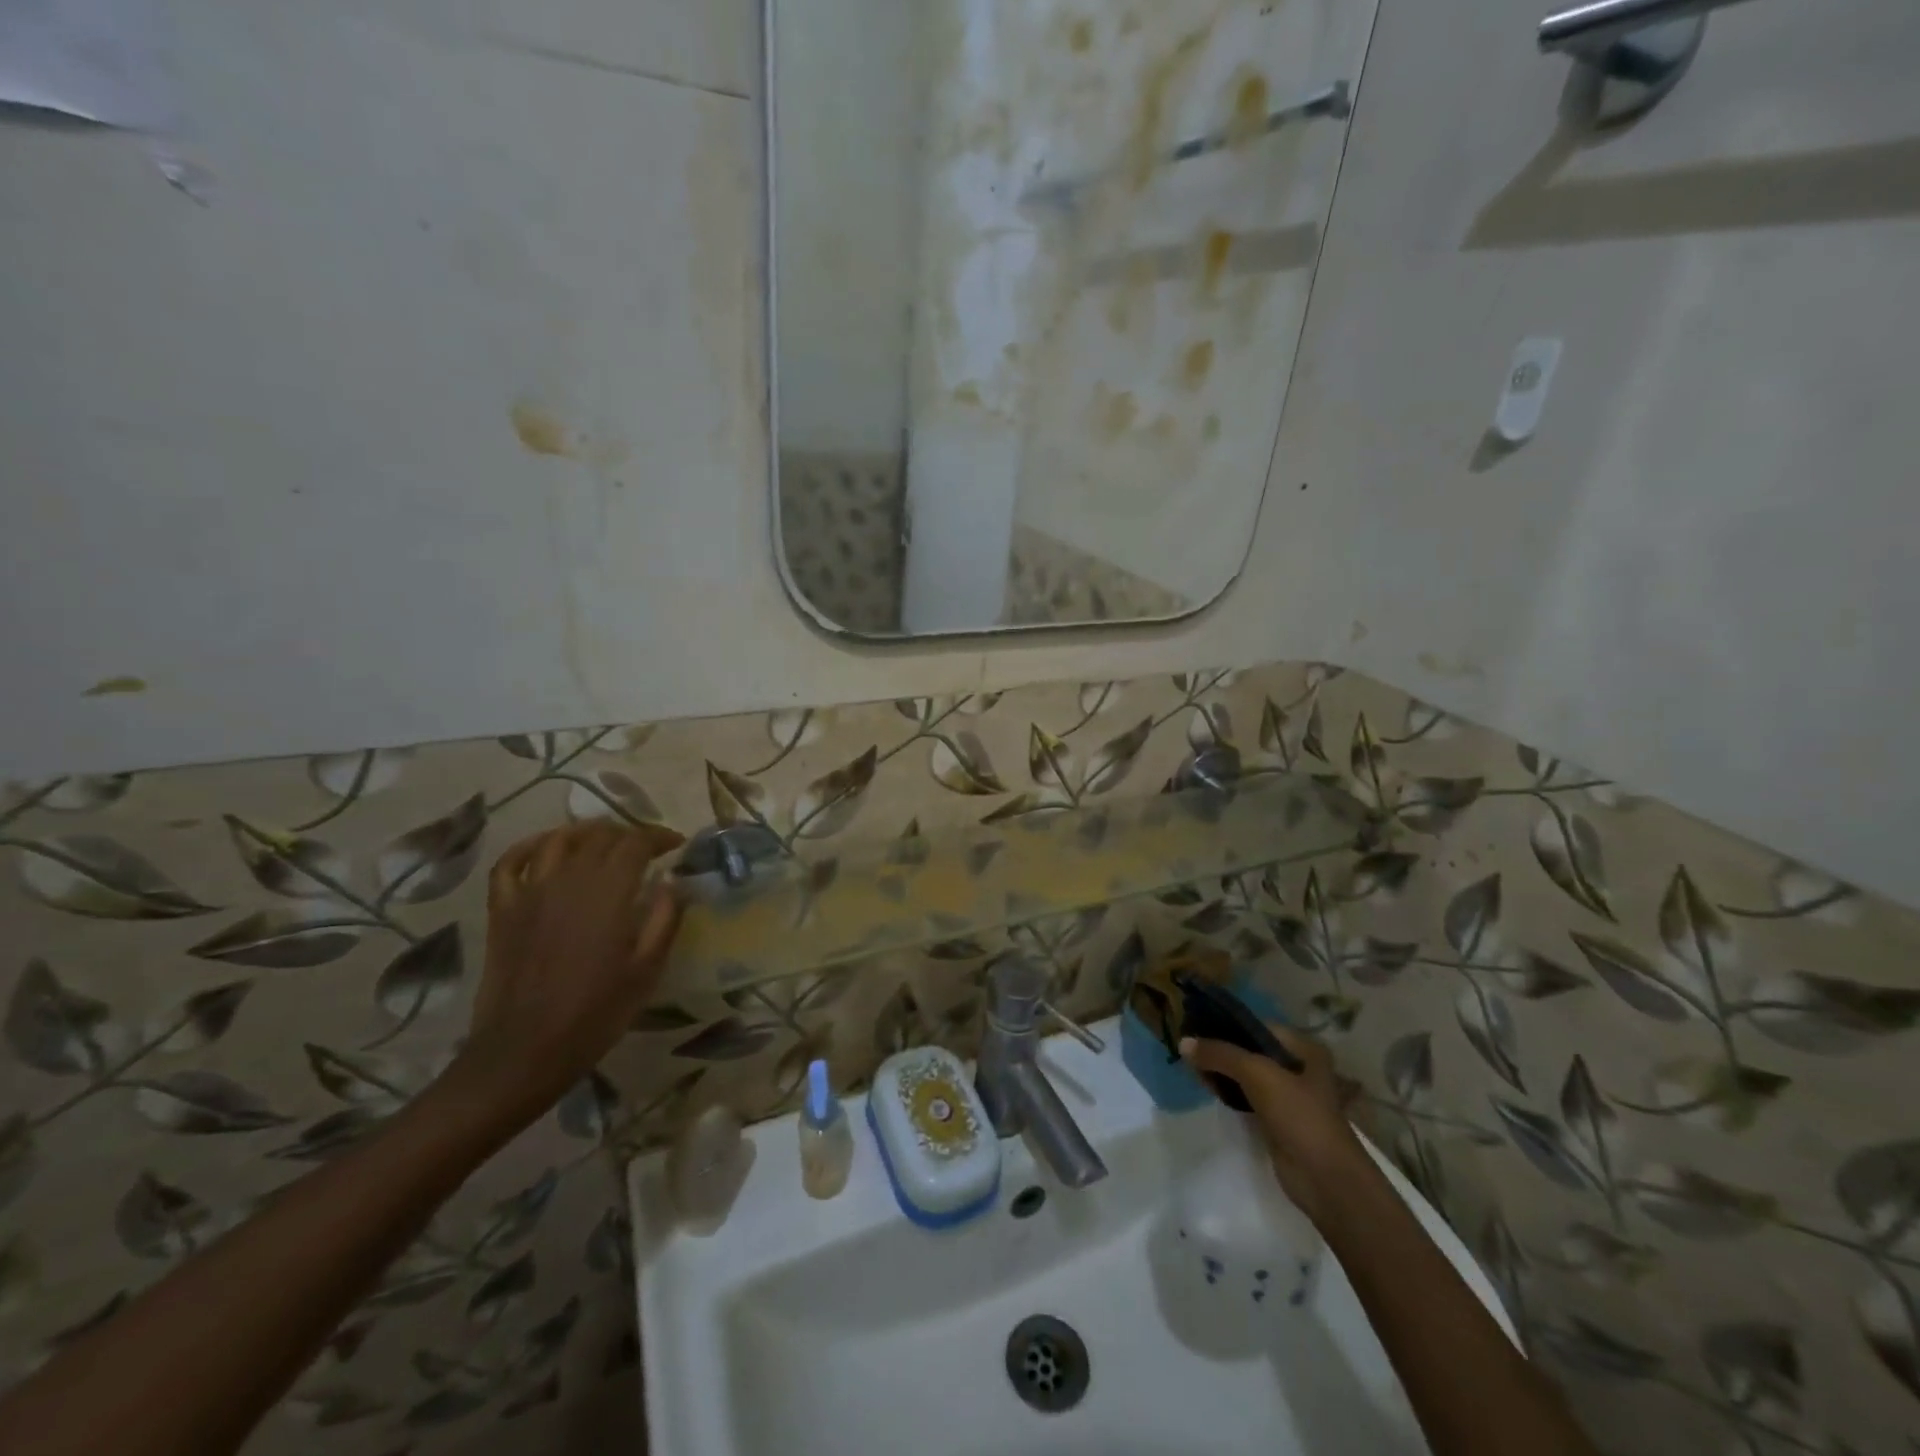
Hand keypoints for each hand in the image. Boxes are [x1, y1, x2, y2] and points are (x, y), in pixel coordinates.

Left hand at [446, 822, 685, 1137]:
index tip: (676, 844)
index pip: (636, 843)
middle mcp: (568, 880)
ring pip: (559, 840)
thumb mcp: (647, 970)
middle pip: (600, 836)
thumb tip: (673, 882)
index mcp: (608, 893)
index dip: (659, 837)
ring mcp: (530, 892)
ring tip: (603, 839)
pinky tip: (545, 848)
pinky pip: (511, 863)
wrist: (524, 1052)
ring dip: (586, 832)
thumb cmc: (596, 1014)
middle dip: (629, 834)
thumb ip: (664, 919)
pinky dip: (530, 846)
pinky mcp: (503, 910)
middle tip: (646, 847)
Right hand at [1181, 1026, 1365, 1222]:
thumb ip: (1220, 1054)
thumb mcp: (1258, 1074)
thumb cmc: (1299, 1115)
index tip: (1194, 1022)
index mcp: (1303, 1048)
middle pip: (1250, 1049)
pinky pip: (1246, 1096)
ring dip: (1221, 1069)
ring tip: (1190, 1063)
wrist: (1325, 1180)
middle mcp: (1297, 1066)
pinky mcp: (1276, 1119)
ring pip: (1246, 1073)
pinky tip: (1206, 1086)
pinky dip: (1227, 1090)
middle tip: (1187, 1045)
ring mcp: (1287, 1095)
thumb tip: (1183, 1043)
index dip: (1226, 1023)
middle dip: (1221, 1047)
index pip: (1256, 1025)